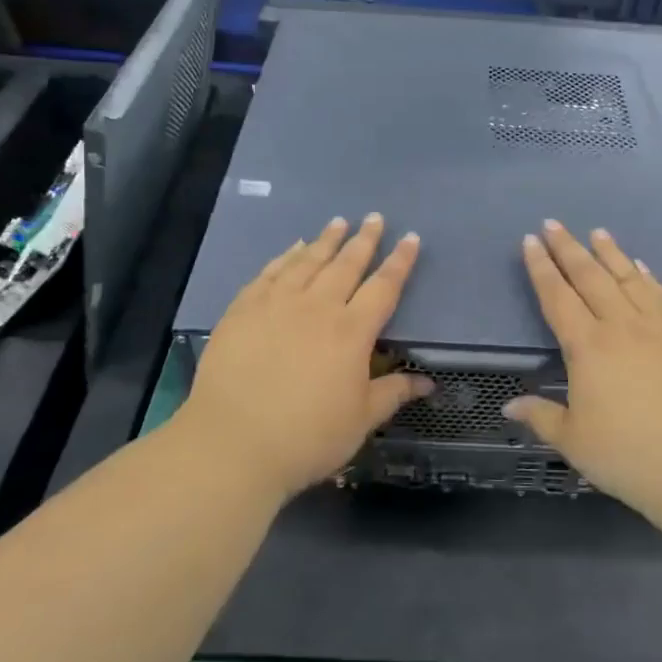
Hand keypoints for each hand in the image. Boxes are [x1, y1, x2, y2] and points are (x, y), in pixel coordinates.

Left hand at [177, 214, 429, 499]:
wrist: (233, 443)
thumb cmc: (307, 437)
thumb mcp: (361, 421)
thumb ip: (393, 394)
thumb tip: (427, 383)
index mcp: (352, 332)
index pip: (384, 287)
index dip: (400, 261)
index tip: (410, 238)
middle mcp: (318, 307)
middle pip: (346, 264)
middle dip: (364, 239)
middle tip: (374, 217)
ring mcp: (277, 304)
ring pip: (308, 261)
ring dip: (326, 240)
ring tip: (338, 222)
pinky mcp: (244, 309)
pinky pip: (271, 272)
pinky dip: (285, 256)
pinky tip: (293, 247)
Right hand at [506, 220, 661, 530]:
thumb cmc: (630, 457)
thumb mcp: (574, 442)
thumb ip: (541, 417)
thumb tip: (509, 406)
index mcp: (588, 347)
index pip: (557, 297)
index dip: (541, 268)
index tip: (531, 241)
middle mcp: (622, 326)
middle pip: (590, 277)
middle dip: (568, 248)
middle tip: (554, 224)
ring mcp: (660, 327)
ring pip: (629, 278)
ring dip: (610, 253)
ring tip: (597, 232)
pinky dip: (648, 277)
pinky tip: (642, 267)